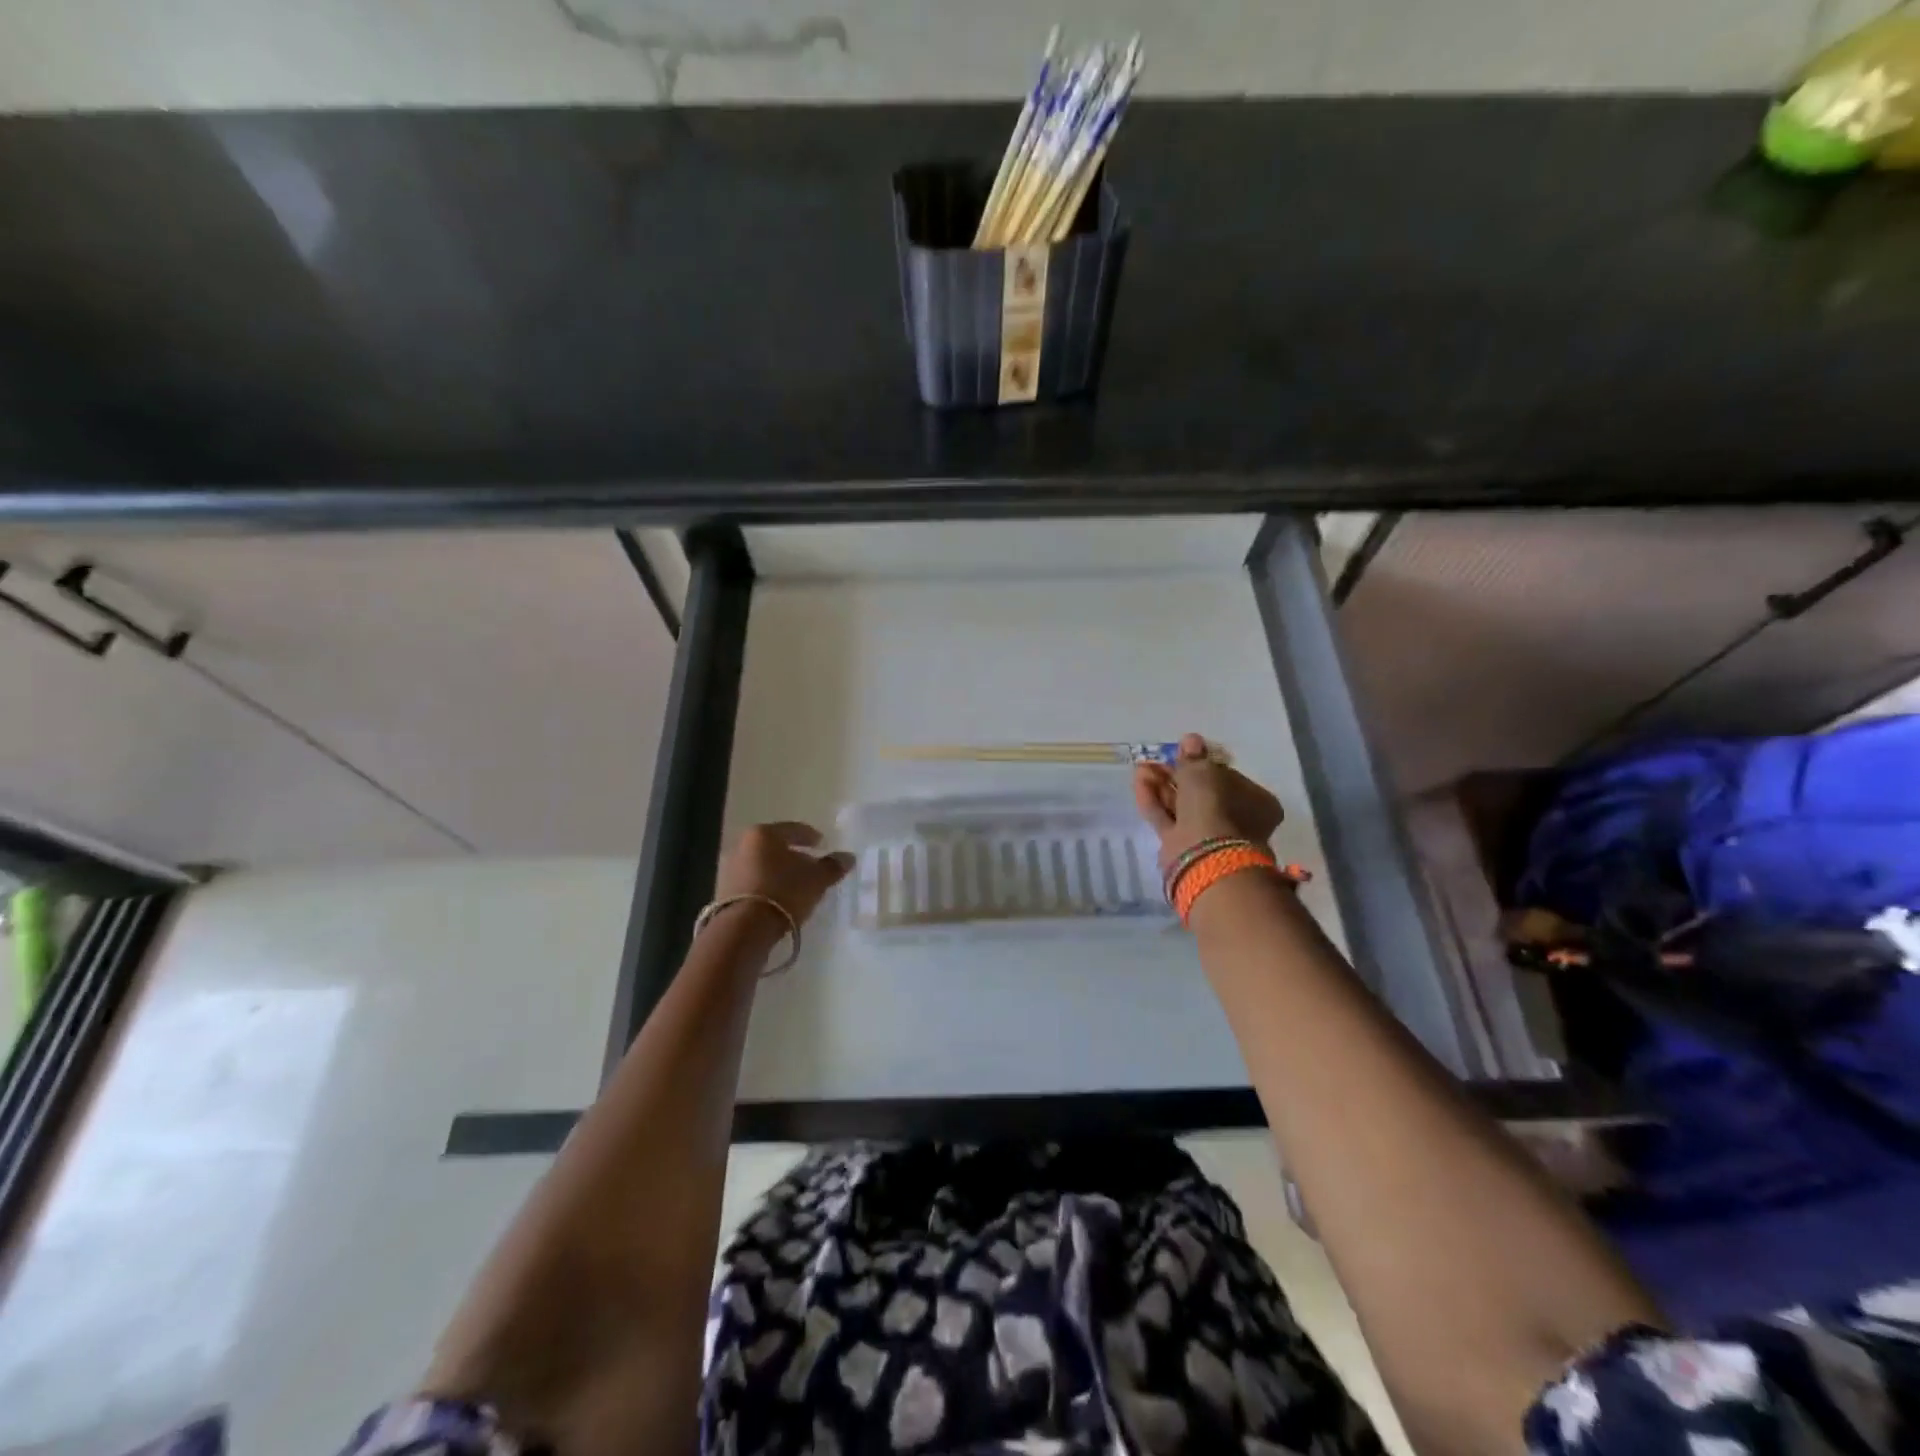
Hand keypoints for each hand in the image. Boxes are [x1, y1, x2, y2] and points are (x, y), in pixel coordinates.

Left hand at [713, 821, 854, 930]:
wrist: (744, 928)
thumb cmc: (784, 892)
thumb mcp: (816, 879)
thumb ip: (833, 866)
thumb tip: (848, 857)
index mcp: (764, 834)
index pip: (793, 829)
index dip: (810, 836)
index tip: (822, 844)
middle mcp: (743, 845)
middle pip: (775, 847)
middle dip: (793, 855)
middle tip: (810, 866)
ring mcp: (730, 869)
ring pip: (762, 865)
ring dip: (778, 872)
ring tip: (796, 886)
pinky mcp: (723, 892)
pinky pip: (753, 883)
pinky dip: (767, 886)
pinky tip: (779, 899)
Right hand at [1132, 733, 1284, 874]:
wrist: (1205, 855)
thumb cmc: (1215, 806)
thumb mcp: (1204, 772)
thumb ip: (1194, 757)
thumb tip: (1191, 740)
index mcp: (1255, 801)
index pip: (1227, 777)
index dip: (1203, 764)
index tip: (1182, 753)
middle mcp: (1235, 819)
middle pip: (1202, 793)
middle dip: (1177, 775)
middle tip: (1158, 759)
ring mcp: (1208, 835)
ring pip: (1182, 805)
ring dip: (1162, 785)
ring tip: (1142, 767)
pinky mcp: (1183, 846)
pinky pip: (1167, 819)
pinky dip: (1154, 800)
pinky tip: (1140, 781)